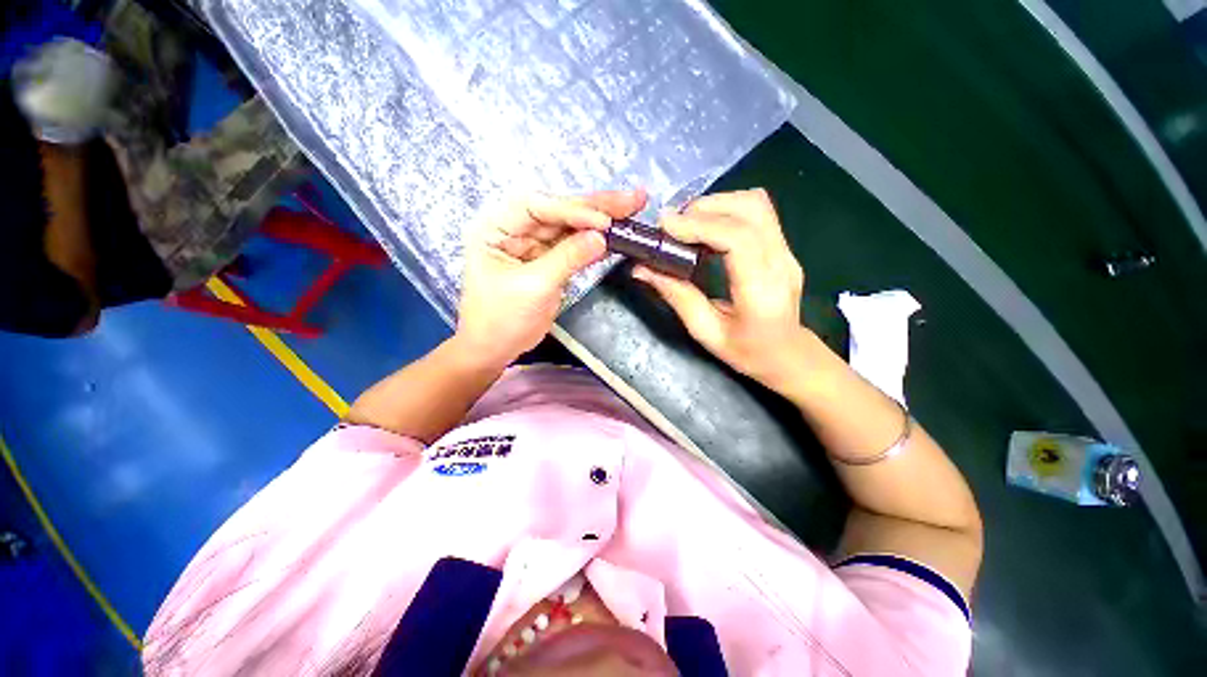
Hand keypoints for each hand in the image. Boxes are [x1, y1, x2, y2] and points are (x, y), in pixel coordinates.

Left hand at [456, 190, 646, 366]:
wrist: (496, 348)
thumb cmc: (502, 319)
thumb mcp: (534, 287)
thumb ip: (567, 259)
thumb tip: (601, 237)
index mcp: (496, 227)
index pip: (537, 207)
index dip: (572, 210)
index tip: (604, 221)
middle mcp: (515, 228)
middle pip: (558, 211)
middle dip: (595, 206)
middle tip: (632, 198)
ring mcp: (534, 244)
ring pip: (570, 226)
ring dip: (601, 219)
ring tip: (633, 206)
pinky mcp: (549, 260)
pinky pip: (574, 246)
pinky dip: (595, 242)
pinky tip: (617, 234)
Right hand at [631, 189, 806, 389]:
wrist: (788, 354)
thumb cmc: (747, 352)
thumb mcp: (706, 332)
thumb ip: (676, 296)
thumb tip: (642, 268)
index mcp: (762, 292)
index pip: (738, 240)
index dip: (700, 225)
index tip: (665, 226)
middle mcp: (781, 263)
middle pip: (750, 209)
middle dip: (704, 209)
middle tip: (672, 226)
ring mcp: (786, 251)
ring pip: (756, 203)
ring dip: (715, 205)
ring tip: (687, 225)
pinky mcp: (782, 246)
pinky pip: (756, 212)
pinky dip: (725, 210)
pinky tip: (705, 229)